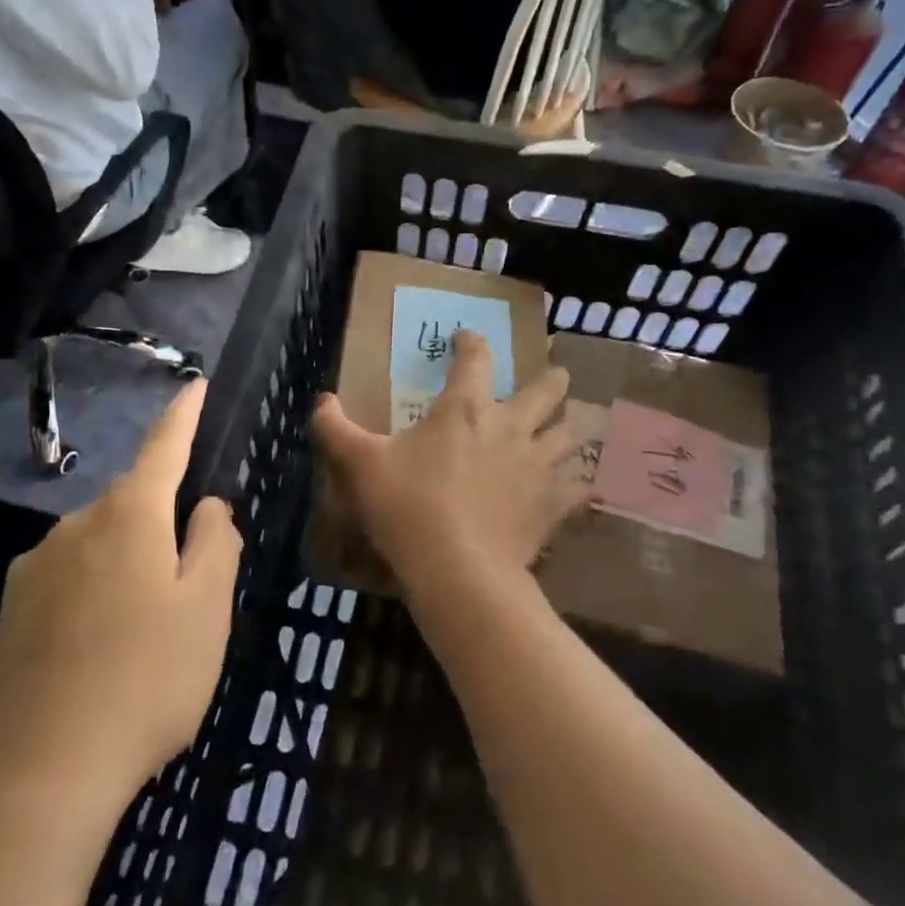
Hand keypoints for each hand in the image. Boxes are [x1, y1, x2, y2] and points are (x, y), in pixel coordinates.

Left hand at [0, 381, 241, 800]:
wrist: (32, 775)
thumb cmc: (143, 680)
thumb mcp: (206, 610)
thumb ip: (216, 543)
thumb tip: (208, 506)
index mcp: (129, 515)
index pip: (164, 446)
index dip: (184, 414)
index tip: (194, 383)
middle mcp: (75, 526)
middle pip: (132, 503)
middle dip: (163, 520)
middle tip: (192, 578)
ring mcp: (34, 569)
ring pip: (99, 544)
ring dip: (129, 563)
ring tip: (148, 628)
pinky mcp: (10, 613)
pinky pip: (69, 580)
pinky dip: (96, 594)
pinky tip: (102, 650)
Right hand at [312, 332, 587, 604]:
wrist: (458, 569)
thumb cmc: (407, 507)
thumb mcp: (360, 465)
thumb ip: (336, 430)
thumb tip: (320, 401)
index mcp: (464, 409)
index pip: (474, 359)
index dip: (471, 342)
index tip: (466, 336)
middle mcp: (509, 427)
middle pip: (544, 391)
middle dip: (551, 379)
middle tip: (556, 374)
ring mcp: (536, 465)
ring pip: (569, 434)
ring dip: (570, 425)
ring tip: (571, 425)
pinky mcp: (551, 505)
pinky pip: (578, 490)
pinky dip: (581, 486)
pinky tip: (583, 488)